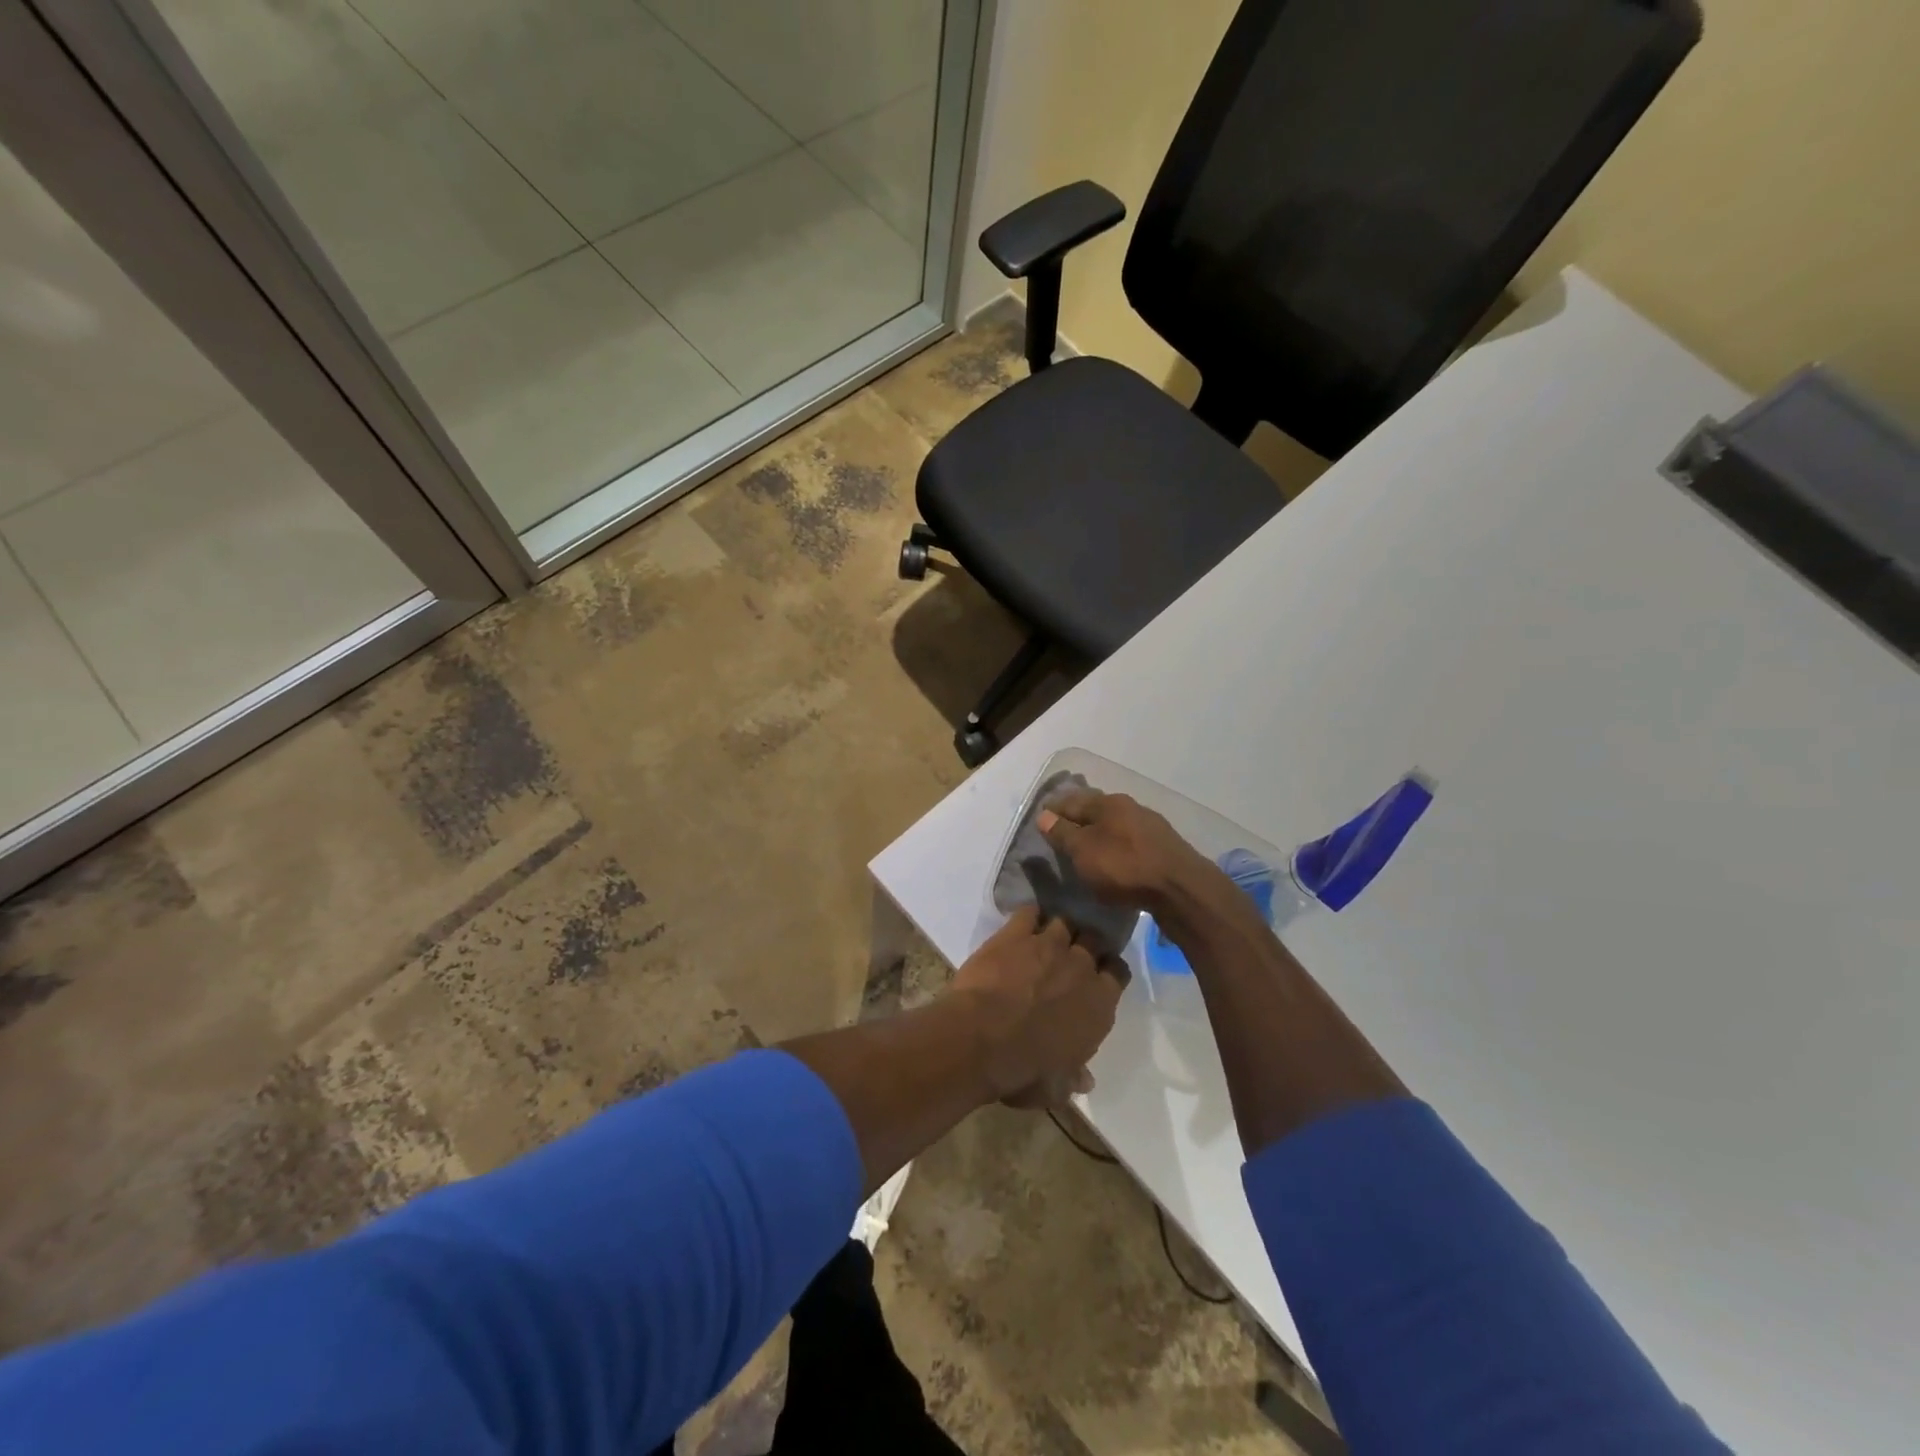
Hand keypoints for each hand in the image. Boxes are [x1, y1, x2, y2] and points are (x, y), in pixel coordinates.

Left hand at [950, 905, 1123, 1107]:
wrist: (980, 1039)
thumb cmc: (1023, 1070)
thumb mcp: (1055, 1087)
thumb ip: (1073, 1077)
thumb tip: (1085, 1080)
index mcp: (1099, 1004)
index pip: (1118, 972)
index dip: (1108, 970)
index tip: (1099, 972)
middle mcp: (1080, 967)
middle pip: (1094, 939)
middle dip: (1087, 942)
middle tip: (1073, 952)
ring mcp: (1049, 945)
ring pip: (1065, 922)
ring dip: (1060, 928)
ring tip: (1049, 935)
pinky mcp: (1016, 933)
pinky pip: (1030, 912)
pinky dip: (1029, 915)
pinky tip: (1024, 922)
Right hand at [1037, 790, 1224, 917]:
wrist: (1181, 889)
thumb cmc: (1124, 866)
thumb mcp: (1084, 851)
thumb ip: (1062, 833)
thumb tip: (1044, 815)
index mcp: (1107, 803)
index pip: (1072, 801)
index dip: (1054, 810)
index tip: (1041, 818)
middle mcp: (1130, 807)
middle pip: (1096, 810)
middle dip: (1078, 818)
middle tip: (1061, 833)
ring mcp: (1150, 826)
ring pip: (1115, 825)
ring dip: (1099, 833)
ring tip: (1086, 848)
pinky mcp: (1164, 847)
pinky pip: (1130, 841)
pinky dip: (1117, 846)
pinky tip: (1114, 860)